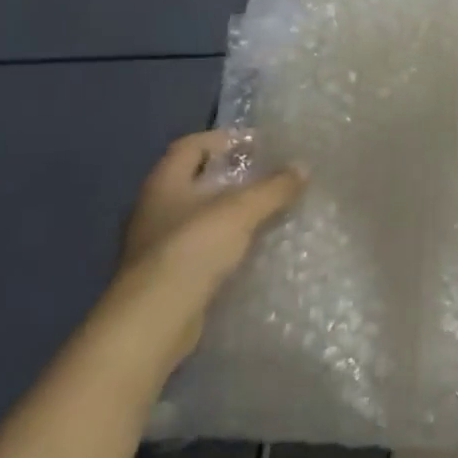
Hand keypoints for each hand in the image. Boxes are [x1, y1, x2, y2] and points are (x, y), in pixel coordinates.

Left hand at [107, 130, 306, 363]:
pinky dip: (223, 240)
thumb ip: (274, 187)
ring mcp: (155, 244)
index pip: (191, 145)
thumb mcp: (242, 210)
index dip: (223, 138)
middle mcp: (153, 208)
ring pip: (196, 214)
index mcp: (164, 183)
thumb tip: (303, 166)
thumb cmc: (194, 248)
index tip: (258, 143)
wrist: (155, 319)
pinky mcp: (165, 274)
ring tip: (265, 210)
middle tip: (266, 175)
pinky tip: (249, 246)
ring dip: (227, 210)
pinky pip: (199, 245)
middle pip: (193, 179)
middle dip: (229, 175)